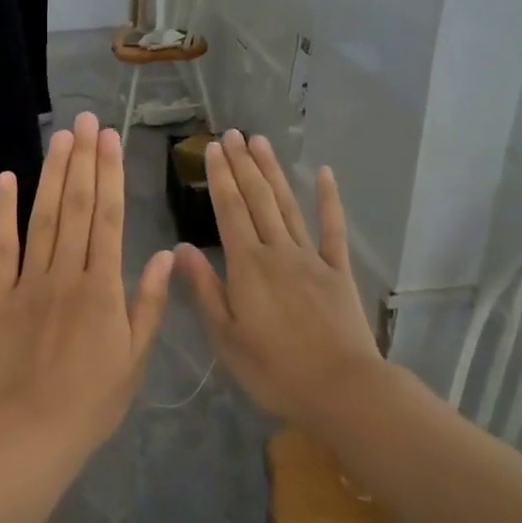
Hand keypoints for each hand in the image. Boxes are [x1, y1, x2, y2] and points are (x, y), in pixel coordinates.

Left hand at [0, 111, 173, 443]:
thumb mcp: (134, 359)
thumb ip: (148, 303)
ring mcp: (27, 282)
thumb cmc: (91, 402)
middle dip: (83, 160)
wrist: (29, 433)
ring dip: (51, 174)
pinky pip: (0, 248)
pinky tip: (7, 178)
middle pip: (76, 207)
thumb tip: (163, 253)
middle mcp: (67, 274)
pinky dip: (2, 212)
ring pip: (42, 218)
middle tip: (87, 120)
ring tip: (61, 137)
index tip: (111, 139)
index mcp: (103, 289)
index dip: (110, 175)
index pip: (108, 218)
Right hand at [176, 131, 382, 420]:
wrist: (341, 389)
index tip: (212, 148)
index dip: (220, 177)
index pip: (229, 210)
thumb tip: (180, 249)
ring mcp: (312, 258)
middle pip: (257, 199)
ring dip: (273, 172)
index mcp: (247, 266)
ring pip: (288, 205)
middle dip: (242, 164)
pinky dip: (328, 200)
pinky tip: (324, 174)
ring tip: (260, 142)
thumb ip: (204, 289)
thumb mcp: (226, 337)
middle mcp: (278, 251)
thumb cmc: (274, 370)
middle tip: (232, 133)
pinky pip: (332, 229)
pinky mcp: (338, 271)